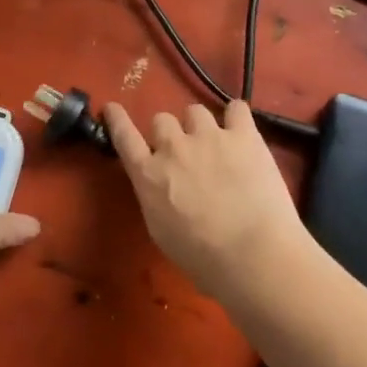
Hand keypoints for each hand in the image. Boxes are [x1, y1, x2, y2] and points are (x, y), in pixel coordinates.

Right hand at [103, 99, 309, 300]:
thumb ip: (155, 197)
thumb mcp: (160, 231)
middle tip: (186, 154)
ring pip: (195, 111)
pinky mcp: (244, 135)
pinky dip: (236, 117)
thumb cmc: (203, 258)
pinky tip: (241, 131)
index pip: (124, 136)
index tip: (112, 107)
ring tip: (216, 145)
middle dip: (170, 134)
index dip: (117, 119)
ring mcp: (209, 136)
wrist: (253, 255)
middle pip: (162, 119)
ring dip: (200, 126)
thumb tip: (160, 185)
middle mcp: (173, 147)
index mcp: (148, 174)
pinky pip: (237, 109)